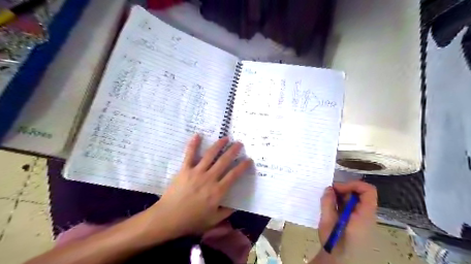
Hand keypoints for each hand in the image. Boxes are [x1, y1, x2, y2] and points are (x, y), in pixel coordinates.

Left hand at [139, 135, 251, 240]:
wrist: (168, 218)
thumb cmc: (191, 221)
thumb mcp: (213, 220)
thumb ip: (226, 212)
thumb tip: (236, 206)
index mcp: (218, 191)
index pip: (234, 175)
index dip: (243, 166)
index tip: (249, 160)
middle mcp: (209, 178)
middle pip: (224, 161)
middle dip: (233, 151)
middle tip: (239, 143)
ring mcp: (196, 172)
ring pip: (210, 155)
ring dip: (219, 145)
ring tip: (225, 138)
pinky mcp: (185, 169)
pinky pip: (190, 154)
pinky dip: (193, 144)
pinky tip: (198, 135)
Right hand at [316, 181, 377, 258]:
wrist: (338, 260)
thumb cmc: (334, 242)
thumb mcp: (327, 222)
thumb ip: (328, 203)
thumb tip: (329, 188)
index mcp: (364, 215)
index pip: (368, 191)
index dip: (353, 184)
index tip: (337, 188)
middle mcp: (367, 215)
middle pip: (361, 193)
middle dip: (344, 189)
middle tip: (329, 193)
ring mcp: (363, 218)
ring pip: (356, 199)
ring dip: (342, 196)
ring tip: (328, 200)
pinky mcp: (357, 221)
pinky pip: (352, 206)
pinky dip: (342, 202)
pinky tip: (332, 207)